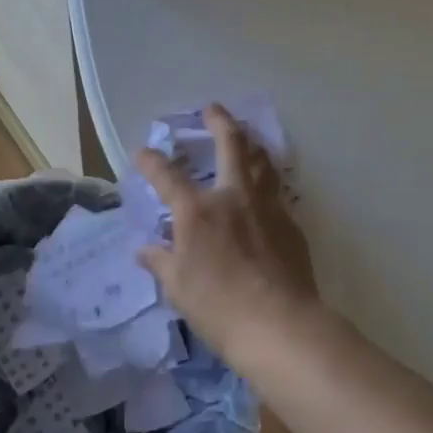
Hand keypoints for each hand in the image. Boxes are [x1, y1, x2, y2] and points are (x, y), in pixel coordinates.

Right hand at [136, 102, 325, 363]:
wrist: (279, 324)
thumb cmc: (218, 307)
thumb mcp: (178, 287)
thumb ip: (161, 262)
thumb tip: (144, 250)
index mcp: (197, 211)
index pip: (167, 176)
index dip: (151, 161)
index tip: (142, 151)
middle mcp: (233, 197)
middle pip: (230, 145)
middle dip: (219, 121)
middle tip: (212, 109)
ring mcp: (266, 207)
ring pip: (262, 161)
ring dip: (251, 144)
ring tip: (246, 137)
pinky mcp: (290, 223)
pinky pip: (276, 191)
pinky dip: (267, 182)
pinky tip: (265, 190)